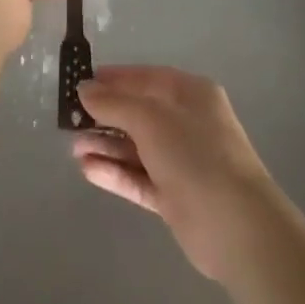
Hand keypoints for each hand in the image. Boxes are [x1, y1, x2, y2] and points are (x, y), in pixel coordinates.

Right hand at [73, 66, 280, 281]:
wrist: (235, 225)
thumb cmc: (194, 154)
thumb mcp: (151, 119)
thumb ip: (115, 103)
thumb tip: (85, 89)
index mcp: (191, 93)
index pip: (146, 78)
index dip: (114, 79)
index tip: (81, 82)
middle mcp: (188, 122)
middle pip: (140, 112)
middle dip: (106, 115)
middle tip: (69, 120)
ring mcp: (182, 160)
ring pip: (137, 147)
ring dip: (106, 145)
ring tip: (72, 147)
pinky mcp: (174, 195)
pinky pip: (139, 177)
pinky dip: (115, 172)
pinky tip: (87, 169)